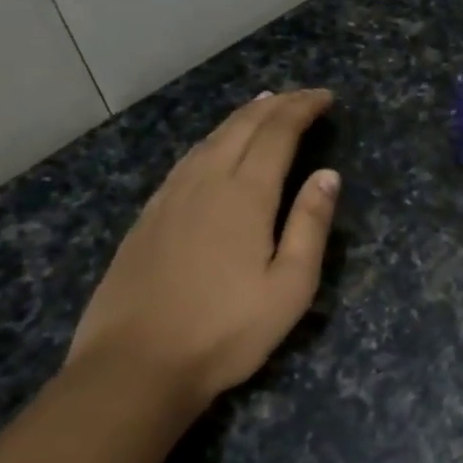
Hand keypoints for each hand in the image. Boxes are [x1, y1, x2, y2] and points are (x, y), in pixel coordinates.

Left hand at [67, 89, 339, 413]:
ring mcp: (169, 198)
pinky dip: (211, 141)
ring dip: (241, 117)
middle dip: (276, 104)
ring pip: (209, 139)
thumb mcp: (290, 286)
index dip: (303, 108)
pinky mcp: (147, 217)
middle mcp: (205, 182)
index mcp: (244, 195)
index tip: (326, 98)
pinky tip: (213, 150)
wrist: (134, 366)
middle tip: (302, 96)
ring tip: (262, 106)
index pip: (277, 133)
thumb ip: (310, 225)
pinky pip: (186, 161)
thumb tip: (328, 174)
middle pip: (241, 126)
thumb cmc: (226, 330)